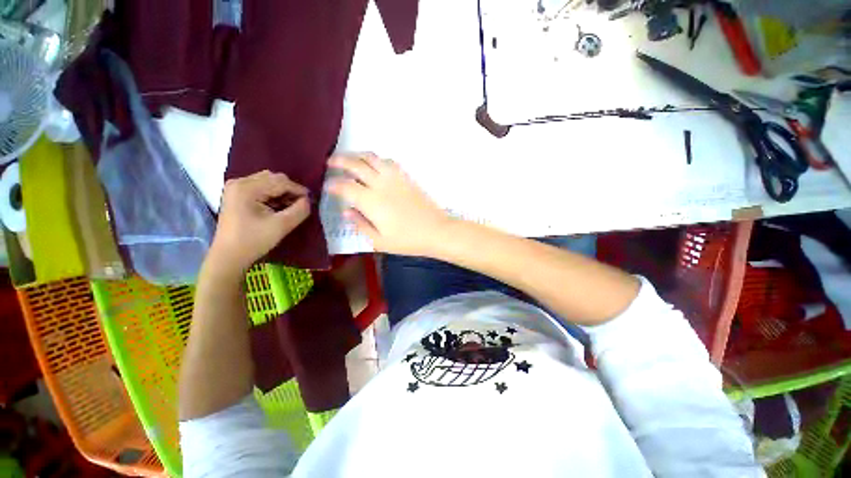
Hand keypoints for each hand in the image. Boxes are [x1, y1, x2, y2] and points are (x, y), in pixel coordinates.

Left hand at [209, 171, 310, 274]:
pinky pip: (260, 187)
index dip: (298, 190)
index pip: (280, 181)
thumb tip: (308, 200)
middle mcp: (239, 182)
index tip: (311, 201)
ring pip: (267, 181)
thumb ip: (299, 210)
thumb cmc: (254, 241)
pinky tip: (278, 206)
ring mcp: (236, 188)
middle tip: (300, 204)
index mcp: (247, 188)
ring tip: (290, 206)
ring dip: (282, 192)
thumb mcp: (282, 226)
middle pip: (273, 178)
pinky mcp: (237, 195)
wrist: (229, 256)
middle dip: (289, 189)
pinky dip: (273, 195)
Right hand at [326, 153, 448, 255]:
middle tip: (330, 163)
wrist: (436, 231)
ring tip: (350, 159)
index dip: (333, 185)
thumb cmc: (408, 240)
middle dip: (339, 161)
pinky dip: (377, 159)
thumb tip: (346, 211)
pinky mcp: (406, 177)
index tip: (328, 187)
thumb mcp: (380, 241)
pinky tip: (374, 165)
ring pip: (372, 158)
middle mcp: (380, 184)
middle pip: (355, 165)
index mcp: (371, 202)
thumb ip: (361, 225)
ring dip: (357, 155)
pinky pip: (389, 162)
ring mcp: (395, 178)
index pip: (345, 187)